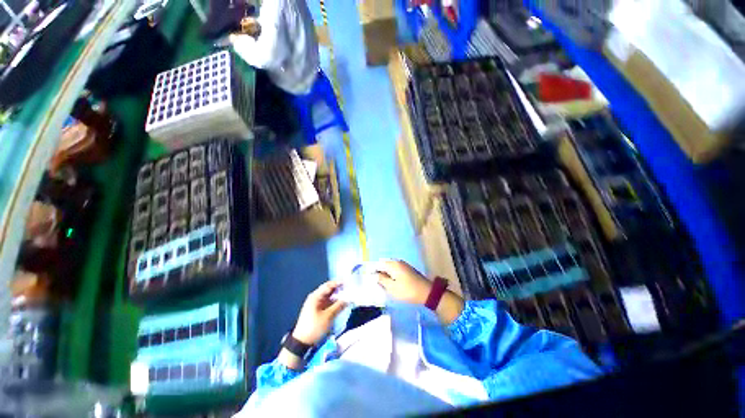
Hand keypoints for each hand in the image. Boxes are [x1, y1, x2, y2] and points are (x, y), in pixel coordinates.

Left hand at [292, 281, 347, 345]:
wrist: (302, 342)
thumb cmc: (314, 327)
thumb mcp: (328, 316)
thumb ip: (338, 306)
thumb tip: (348, 299)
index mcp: (315, 296)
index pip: (328, 285)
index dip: (338, 283)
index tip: (347, 283)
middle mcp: (315, 298)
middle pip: (328, 290)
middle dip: (338, 289)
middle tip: (349, 289)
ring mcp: (316, 304)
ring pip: (329, 296)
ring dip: (337, 296)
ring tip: (347, 296)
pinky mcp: (317, 310)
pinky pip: (327, 302)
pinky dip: (334, 302)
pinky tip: (341, 303)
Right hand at [374, 260, 431, 304]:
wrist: (426, 292)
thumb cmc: (407, 290)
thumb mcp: (392, 287)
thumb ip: (382, 280)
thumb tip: (374, 275)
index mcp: (393, 264)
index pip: (378, 264)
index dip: (372, 270)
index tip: (367, 277)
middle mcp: (398, 262)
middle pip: (384, 264)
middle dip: (378, 272)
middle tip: (373, 281)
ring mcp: (403, 265)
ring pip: (390, 267)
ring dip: (384, 274)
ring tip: (380, 283)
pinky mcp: (407, 270)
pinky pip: (395, 270)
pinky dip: (391, 275)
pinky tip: (389, 282)